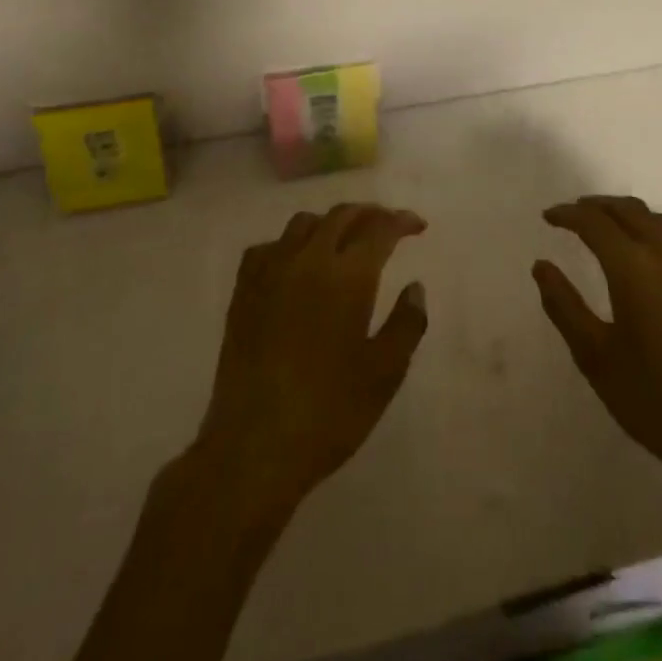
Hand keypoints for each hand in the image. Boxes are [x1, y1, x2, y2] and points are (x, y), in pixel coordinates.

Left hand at [195, 204, 428, 510]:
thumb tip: (414, 287)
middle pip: (341, 216)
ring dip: (331, 223)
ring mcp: (270, 273)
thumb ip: (407, 323)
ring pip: (303, 224)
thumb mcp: (385, 373)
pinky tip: (296, 264)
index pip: (379, 229)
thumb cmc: (330, 412)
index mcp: (348, 276)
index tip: (418, 226)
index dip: (401, 221)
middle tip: (388, 226)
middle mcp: (308, 260)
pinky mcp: (243, 292)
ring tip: (345, 241)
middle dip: (369, 214)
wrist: (254, 447)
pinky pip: (268, 247)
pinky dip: (290, 243)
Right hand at [534, 196, 661, 496]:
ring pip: (660, 220)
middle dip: (597, 206)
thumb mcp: (595, 357)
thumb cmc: (653, 398)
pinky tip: (653, 253)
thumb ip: (564, 306)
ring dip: (629, 214)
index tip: (548, 217)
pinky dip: (658, 231)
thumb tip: (541, 266)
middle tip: (574, 214)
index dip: (568, 214)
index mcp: (634, 267)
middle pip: (629, 210)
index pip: (595, 223)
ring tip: (610, 225)